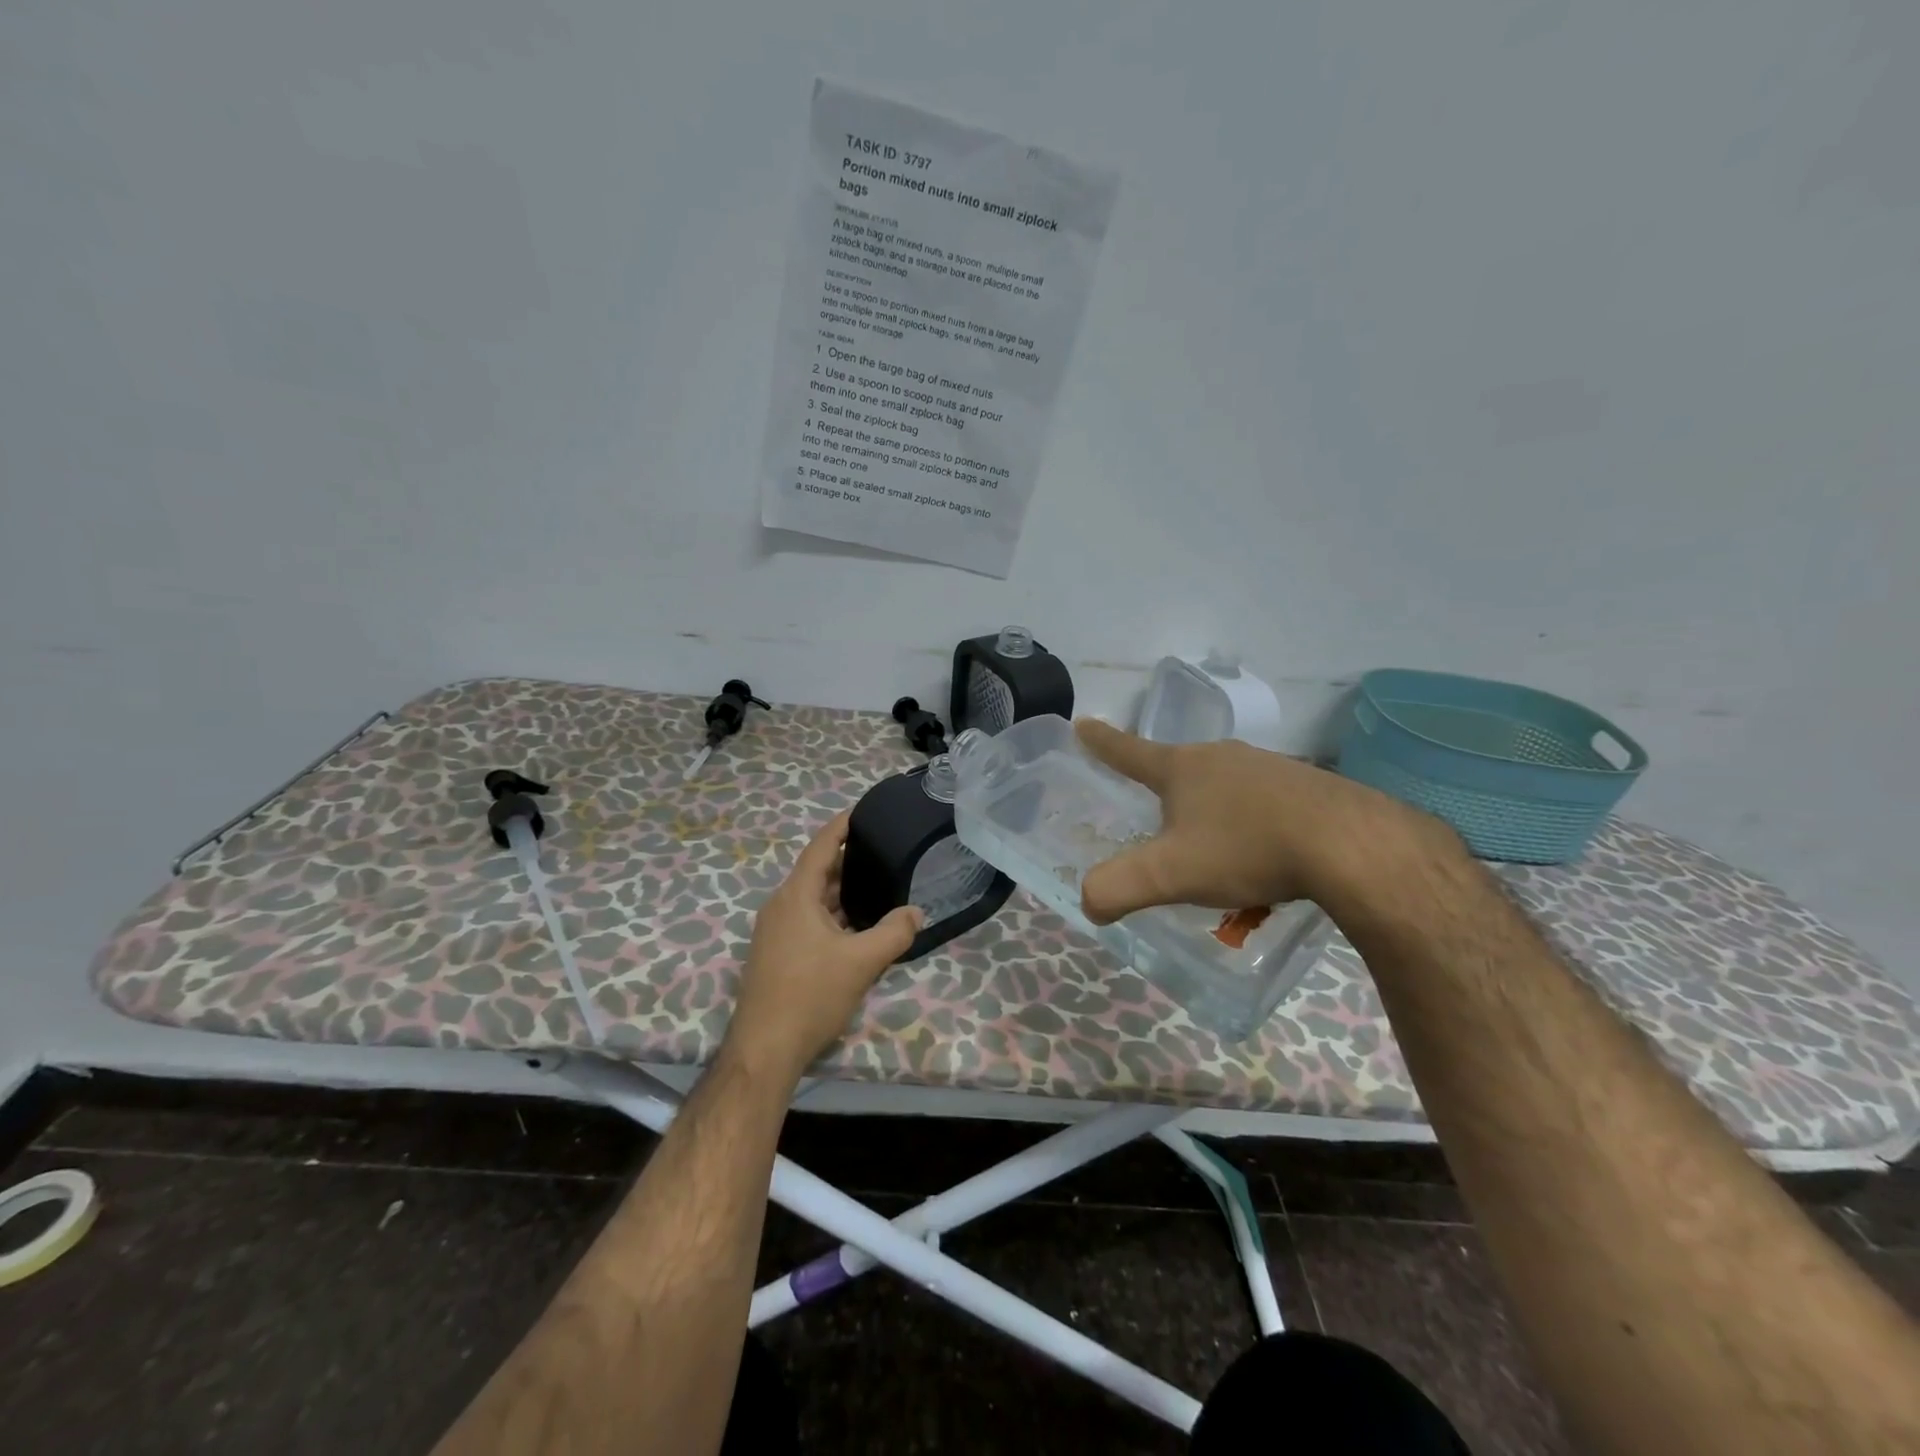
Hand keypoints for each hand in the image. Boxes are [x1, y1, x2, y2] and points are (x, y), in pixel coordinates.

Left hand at [725, 811, 923, 1082]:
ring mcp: (775, 931)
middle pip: (817, 873)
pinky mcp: (776, 954)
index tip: (862, 811)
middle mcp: (781, 906)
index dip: (841, 826)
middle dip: (849, 861)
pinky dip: (833, 915)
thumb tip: (916, 912)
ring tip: (877, 885)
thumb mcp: (862, 961)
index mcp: (796, 896)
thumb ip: (894, 932)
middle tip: (883, 851)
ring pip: (813, 900)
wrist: (764, 1049)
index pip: (821, 847)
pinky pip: (808, 920)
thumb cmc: (810, 995)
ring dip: (842, 892)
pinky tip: (856, 927)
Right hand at [1075, 718, 1442, 923]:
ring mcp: (1267, 767)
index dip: (1102, 742)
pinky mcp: (1305, 787)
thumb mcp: (1171, 874)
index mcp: (1182, 769)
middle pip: (1179, 768)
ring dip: (1210, 809)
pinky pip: (1261, 800)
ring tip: (1215, 849)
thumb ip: (1119, 887)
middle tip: (1156, 815)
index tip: (1083, 723)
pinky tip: (1264, 854)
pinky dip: (1250, 822)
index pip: (1129, 752)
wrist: (1349, 845)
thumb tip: (1089, 902)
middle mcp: (1221, 757)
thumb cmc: (1247, 849)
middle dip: (1164, 788)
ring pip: (1223, 785)